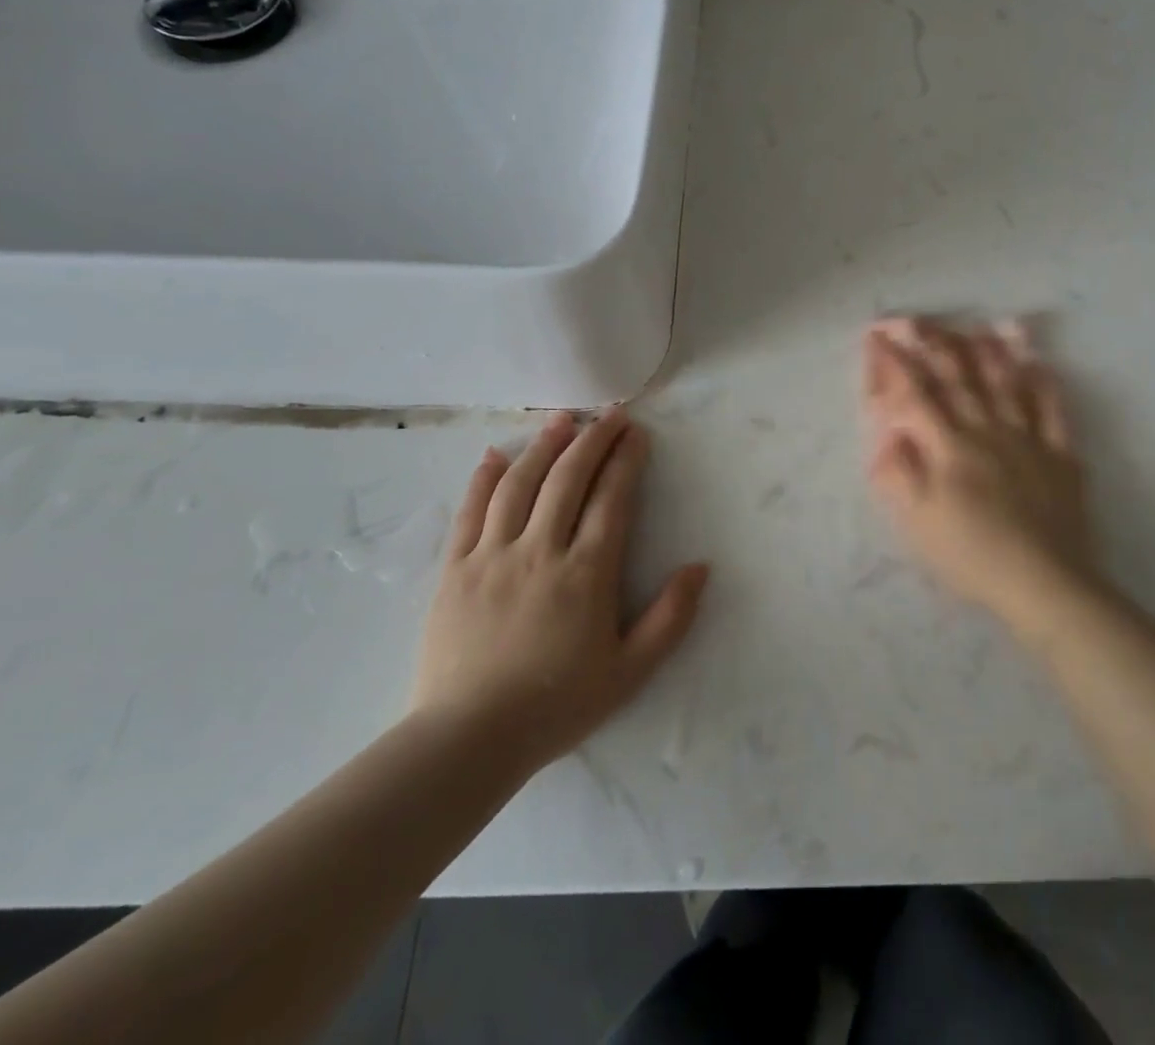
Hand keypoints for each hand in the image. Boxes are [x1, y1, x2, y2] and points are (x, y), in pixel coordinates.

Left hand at [412, 409, 707, 783]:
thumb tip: (699, 567)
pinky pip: (469, 512)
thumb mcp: (630, 672)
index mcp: (586, 573)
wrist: (466, 741)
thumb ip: (670, 618)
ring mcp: (492, 556)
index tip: (638, 433)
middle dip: (593, 439)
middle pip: (568, 478)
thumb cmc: (556, 706)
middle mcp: (540, 551)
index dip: (627, 460)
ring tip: (562, 419)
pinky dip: (483, 479)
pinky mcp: (454, 570)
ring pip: (519, 484)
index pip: (612, 499)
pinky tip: (494, 455)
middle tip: (611, 413)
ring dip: (544, 446)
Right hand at [863, 318, 1101, 631]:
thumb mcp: (917, 522)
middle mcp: (986, 430)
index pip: (915, 395)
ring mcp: (1027, 439)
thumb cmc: (971, 555)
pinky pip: (1053, 410)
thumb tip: (887, 433)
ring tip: (977, 325)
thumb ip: (898, 474)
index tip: (877, 336)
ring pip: (1005, 383)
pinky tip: (1039, 365)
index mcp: (949, 447)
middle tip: (917, 319)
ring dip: (988, 352)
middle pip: (958, 378)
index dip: (894, 363)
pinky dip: (1045, 385)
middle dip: (934, 344)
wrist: (1043, 582)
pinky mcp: (1060, 456)